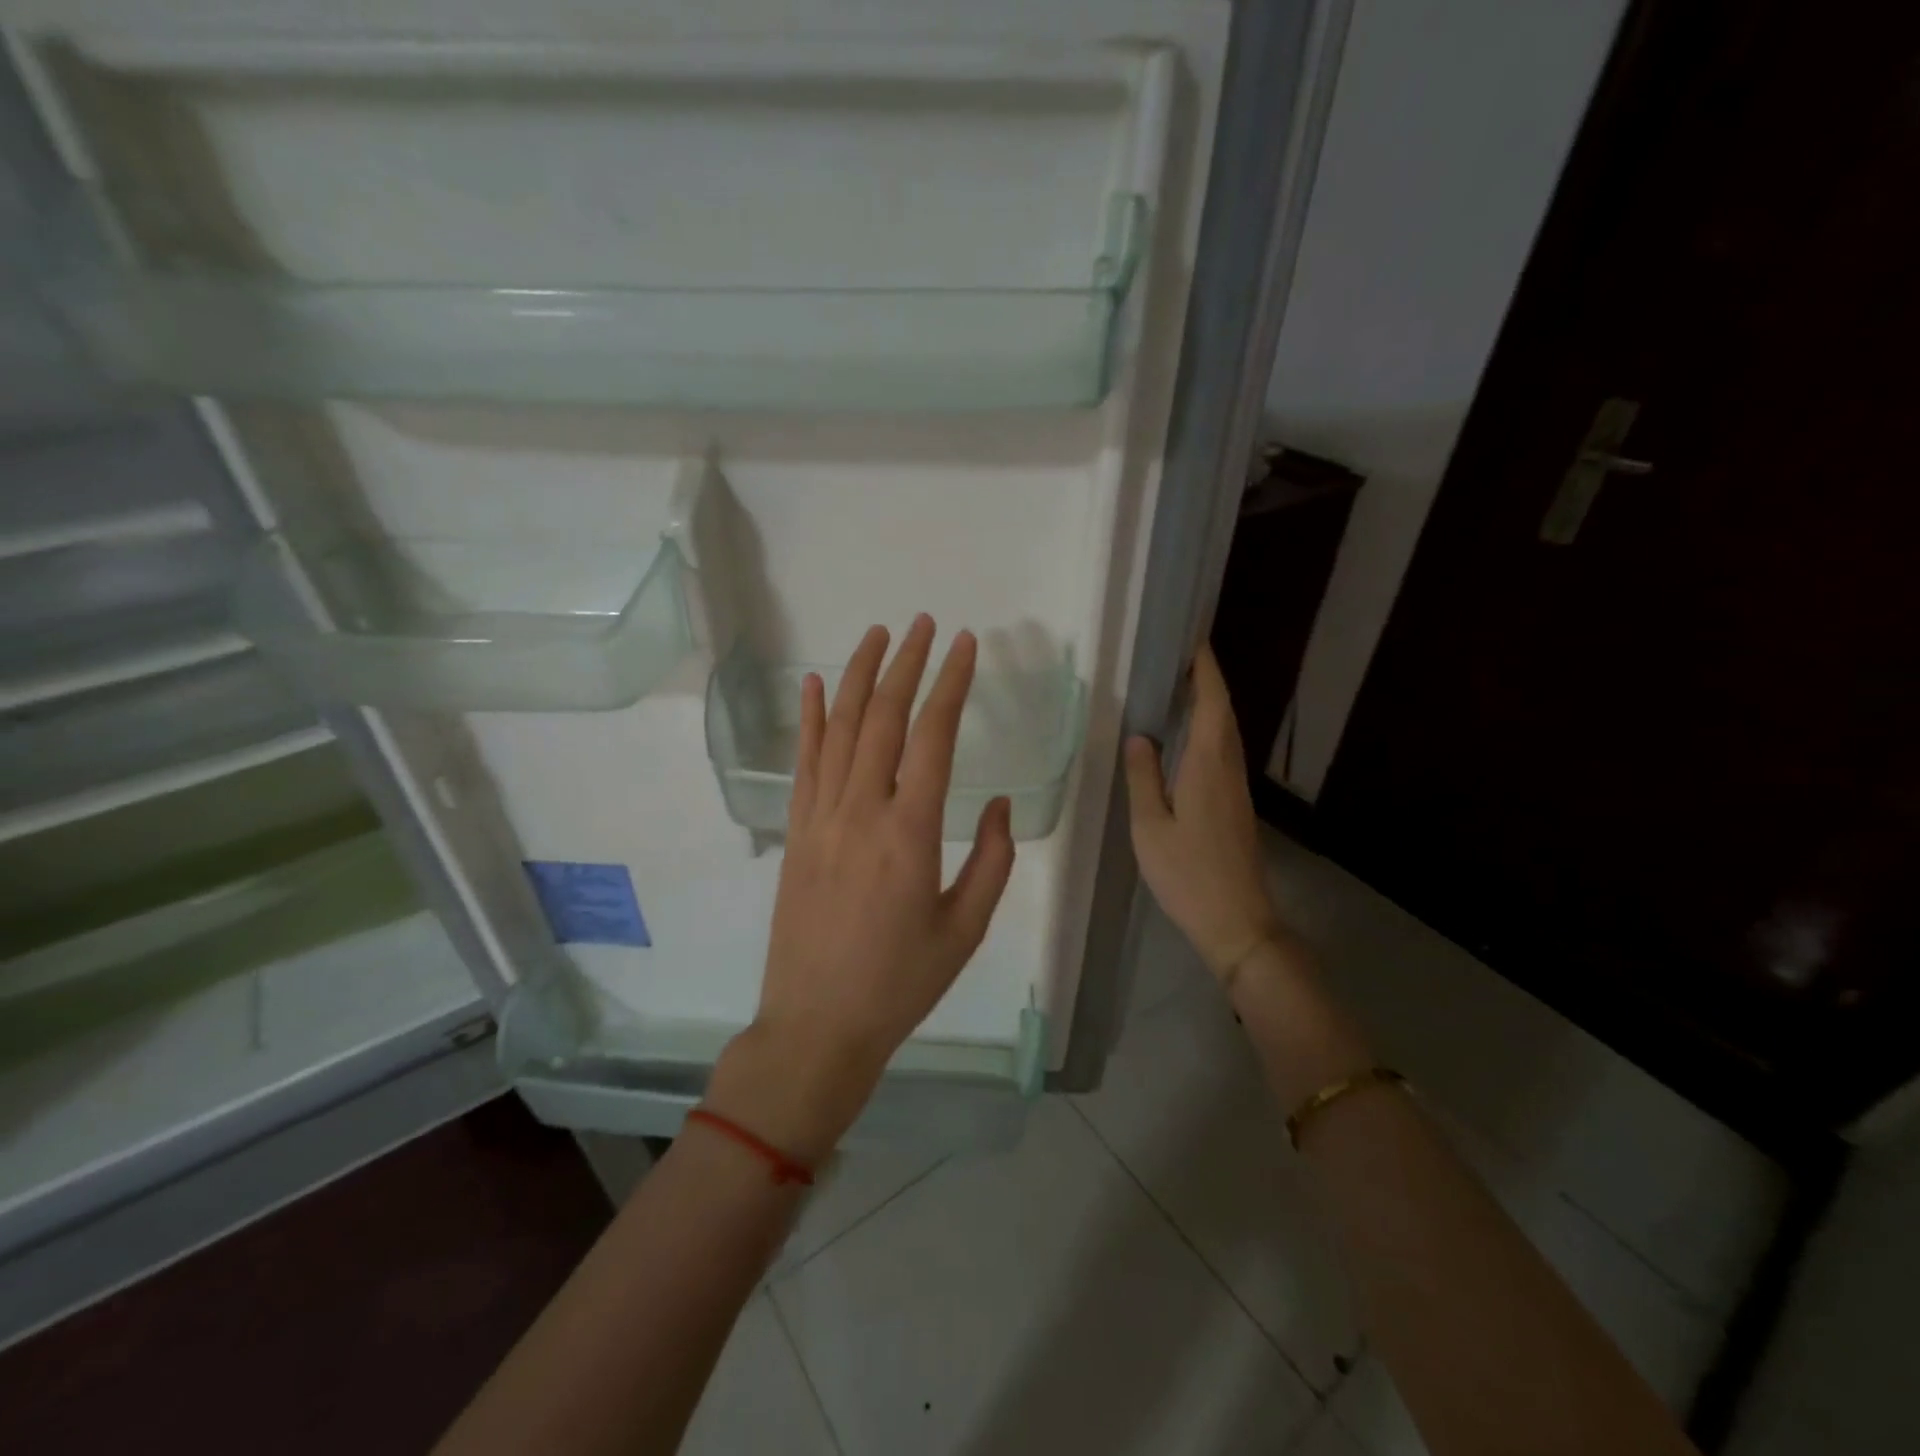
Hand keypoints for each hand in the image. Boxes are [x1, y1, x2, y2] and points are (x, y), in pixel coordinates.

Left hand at [707, 616, 1015, 1161]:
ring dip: (858, 676)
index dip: (951, 684)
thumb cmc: (901, 982)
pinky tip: (811, 685)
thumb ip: (990, 858)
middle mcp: (862, 810)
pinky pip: (803, 762)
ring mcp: (821, 817)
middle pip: (882, 718)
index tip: (966, 645)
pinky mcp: (797, 831)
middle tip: (924, 624)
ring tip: (876, 634)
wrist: (818, 1024)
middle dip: (905, 663)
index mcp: (911, 832)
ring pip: (839, 729)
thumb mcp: (965, 927)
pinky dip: (807, 718)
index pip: (933, 736)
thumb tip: (995, 801)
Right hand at [1124, 644, 1281, 981]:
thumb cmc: (1188, 873)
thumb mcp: (1151, 826)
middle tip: (1178, 657)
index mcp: (1208, 765)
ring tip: (1179, 687)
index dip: (1205, 669)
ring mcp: (1236, 788)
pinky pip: (1222, 752)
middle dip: (1206, 680)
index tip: (1193, 640)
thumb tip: (1139, 736)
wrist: (1237, 921)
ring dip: (1208, 704)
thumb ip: (1143, 777)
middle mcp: (1228, 768)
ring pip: (1225, 733)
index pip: (1212, 703)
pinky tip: (1187, 738)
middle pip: (1223, 712)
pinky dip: (1208, 730)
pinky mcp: (1235, 805)